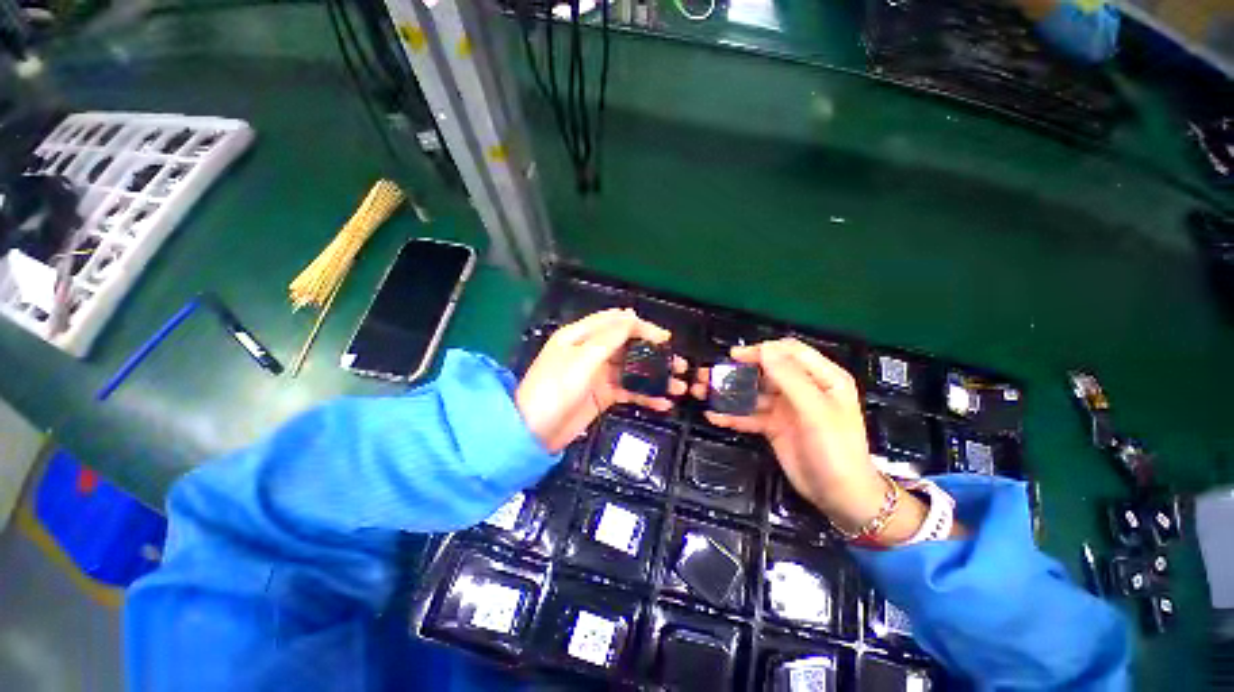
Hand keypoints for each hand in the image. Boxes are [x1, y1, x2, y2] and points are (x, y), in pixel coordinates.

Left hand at [517, 309, 687, 452]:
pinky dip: (645, 396)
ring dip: (655, 376)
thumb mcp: (581, 360)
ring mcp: (598, 374)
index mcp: (581, 336)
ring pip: (632, 369)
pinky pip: (628, 390)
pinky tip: (663, 404)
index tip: (664, 339)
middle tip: (679, 364)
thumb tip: (631, 315)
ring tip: (679, 386)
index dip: (641, 326)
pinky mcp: (603, 395)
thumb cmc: (555, 390)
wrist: (534, 433)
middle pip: (628, 345)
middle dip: (654, 353)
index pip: (615, 322)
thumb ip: (608, 338)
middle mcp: (591, 351)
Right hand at [693, 339, 927, 541]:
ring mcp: (786, 408)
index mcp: (822, 378)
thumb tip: (764, 348)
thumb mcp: (816, 411)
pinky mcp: (773, 426)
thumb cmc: (836, 450)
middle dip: (737, 371)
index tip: (734, 356)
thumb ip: (790, 378)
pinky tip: (714, 416)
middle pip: (765, 370)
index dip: (761, 350)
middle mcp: (802, 388)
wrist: (840, 497)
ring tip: (702, 392)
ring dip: (729, 392)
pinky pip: (750, 415)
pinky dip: (732, 414)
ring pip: (753, 392)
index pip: (789, 352)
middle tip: (709, 375)